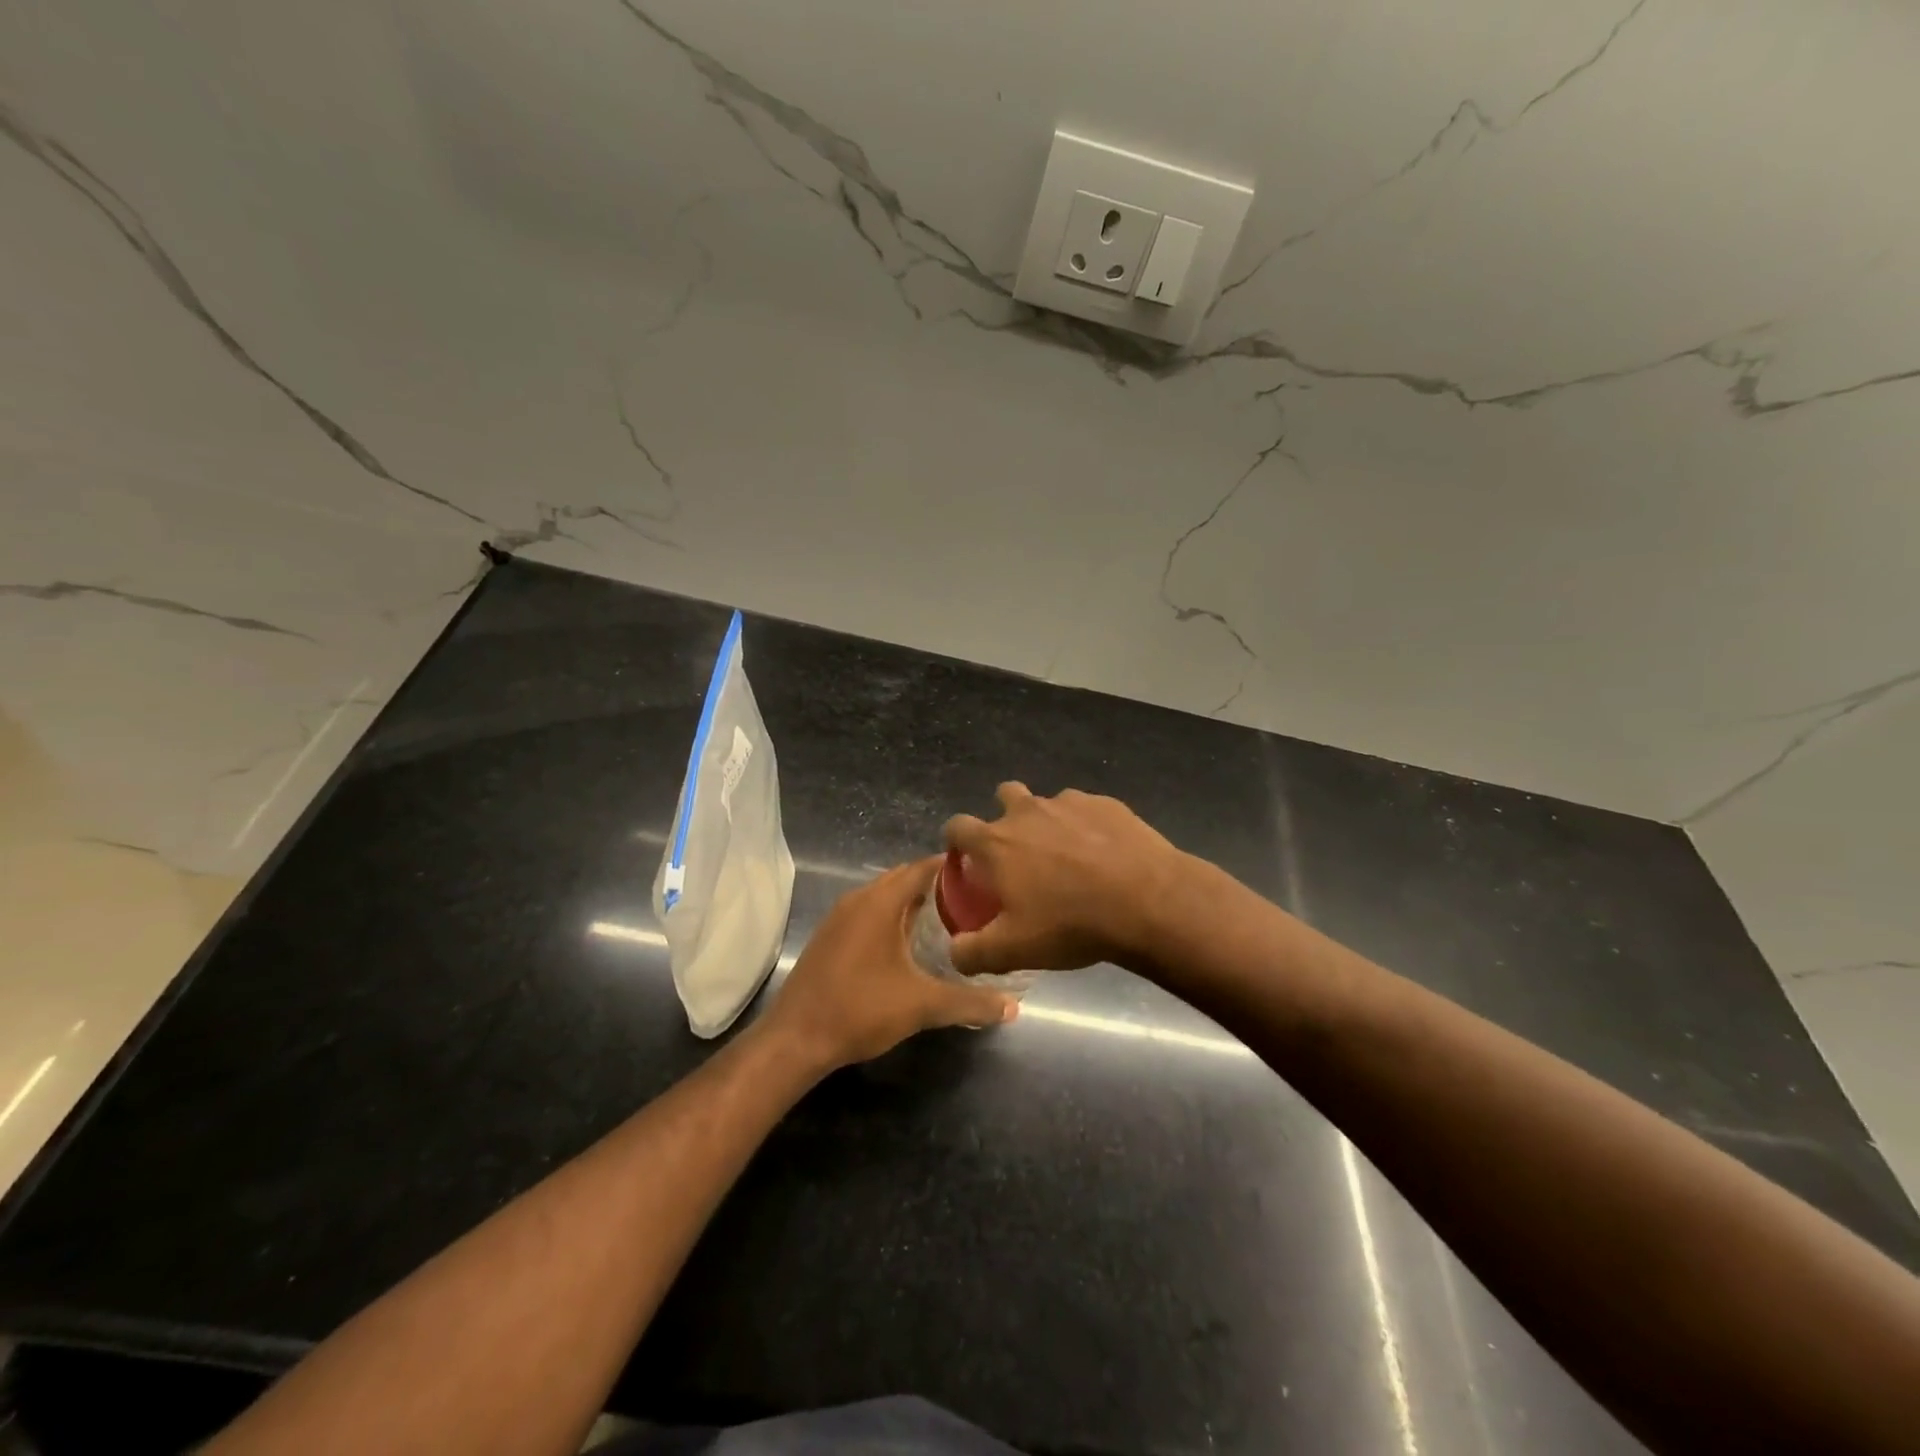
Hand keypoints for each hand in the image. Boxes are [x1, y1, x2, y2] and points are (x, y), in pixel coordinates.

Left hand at [762, 858, 1016, 1071]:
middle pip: (902, 878)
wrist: (796, 1038)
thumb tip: (1012, 1007)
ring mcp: (838, 917)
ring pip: (883, 896)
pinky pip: (867, 912)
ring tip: (946, 920)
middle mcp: (858, 899)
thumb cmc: (861, 1009)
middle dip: (935, 885)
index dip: (951, 868)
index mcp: (880, 902)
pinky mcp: (829, 936)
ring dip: (911, 902)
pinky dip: (890, 916)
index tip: (982, 876)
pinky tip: (907, 944)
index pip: (921, 867)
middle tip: (971, 901)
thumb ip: (969, 1002)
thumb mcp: (922, 1005)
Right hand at [943, 783, 1187, 976]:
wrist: (1146, 901)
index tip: (967, 859)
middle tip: (1020, 854)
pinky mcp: (1106, 803)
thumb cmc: (1070, 923)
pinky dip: (1086, 827)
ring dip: (1048, 823)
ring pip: (1047, 803)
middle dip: (1005, 817)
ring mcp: (1069, 802)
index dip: (957, 840)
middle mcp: (1027, 811)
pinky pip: (1085, 810)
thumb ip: (972, 952)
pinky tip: (1103, 855)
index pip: (957, 826)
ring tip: (1068, 858)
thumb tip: (954, 952)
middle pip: (1003, 795)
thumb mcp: (1013, 951)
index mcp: (996, 842)